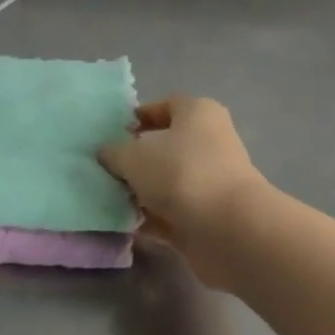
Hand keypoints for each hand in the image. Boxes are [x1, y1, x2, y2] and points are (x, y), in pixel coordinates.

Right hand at [98, 96, 266, 289]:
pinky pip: (173, 213)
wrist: (229, 229)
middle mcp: (209, 142)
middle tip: (105, 170)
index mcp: (198, 113)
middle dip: (136, 159)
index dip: (139, 117)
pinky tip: (126, 226)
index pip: (166, 106)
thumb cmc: (181, 174)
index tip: (113, 134)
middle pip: (166, 146)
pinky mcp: (209, 216)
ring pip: (168, 182)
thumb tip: (107, 152)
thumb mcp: (134, 157)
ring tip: (109, 200)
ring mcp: (211, 182)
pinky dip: (152, 219)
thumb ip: (115, 152)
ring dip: (142, 193)